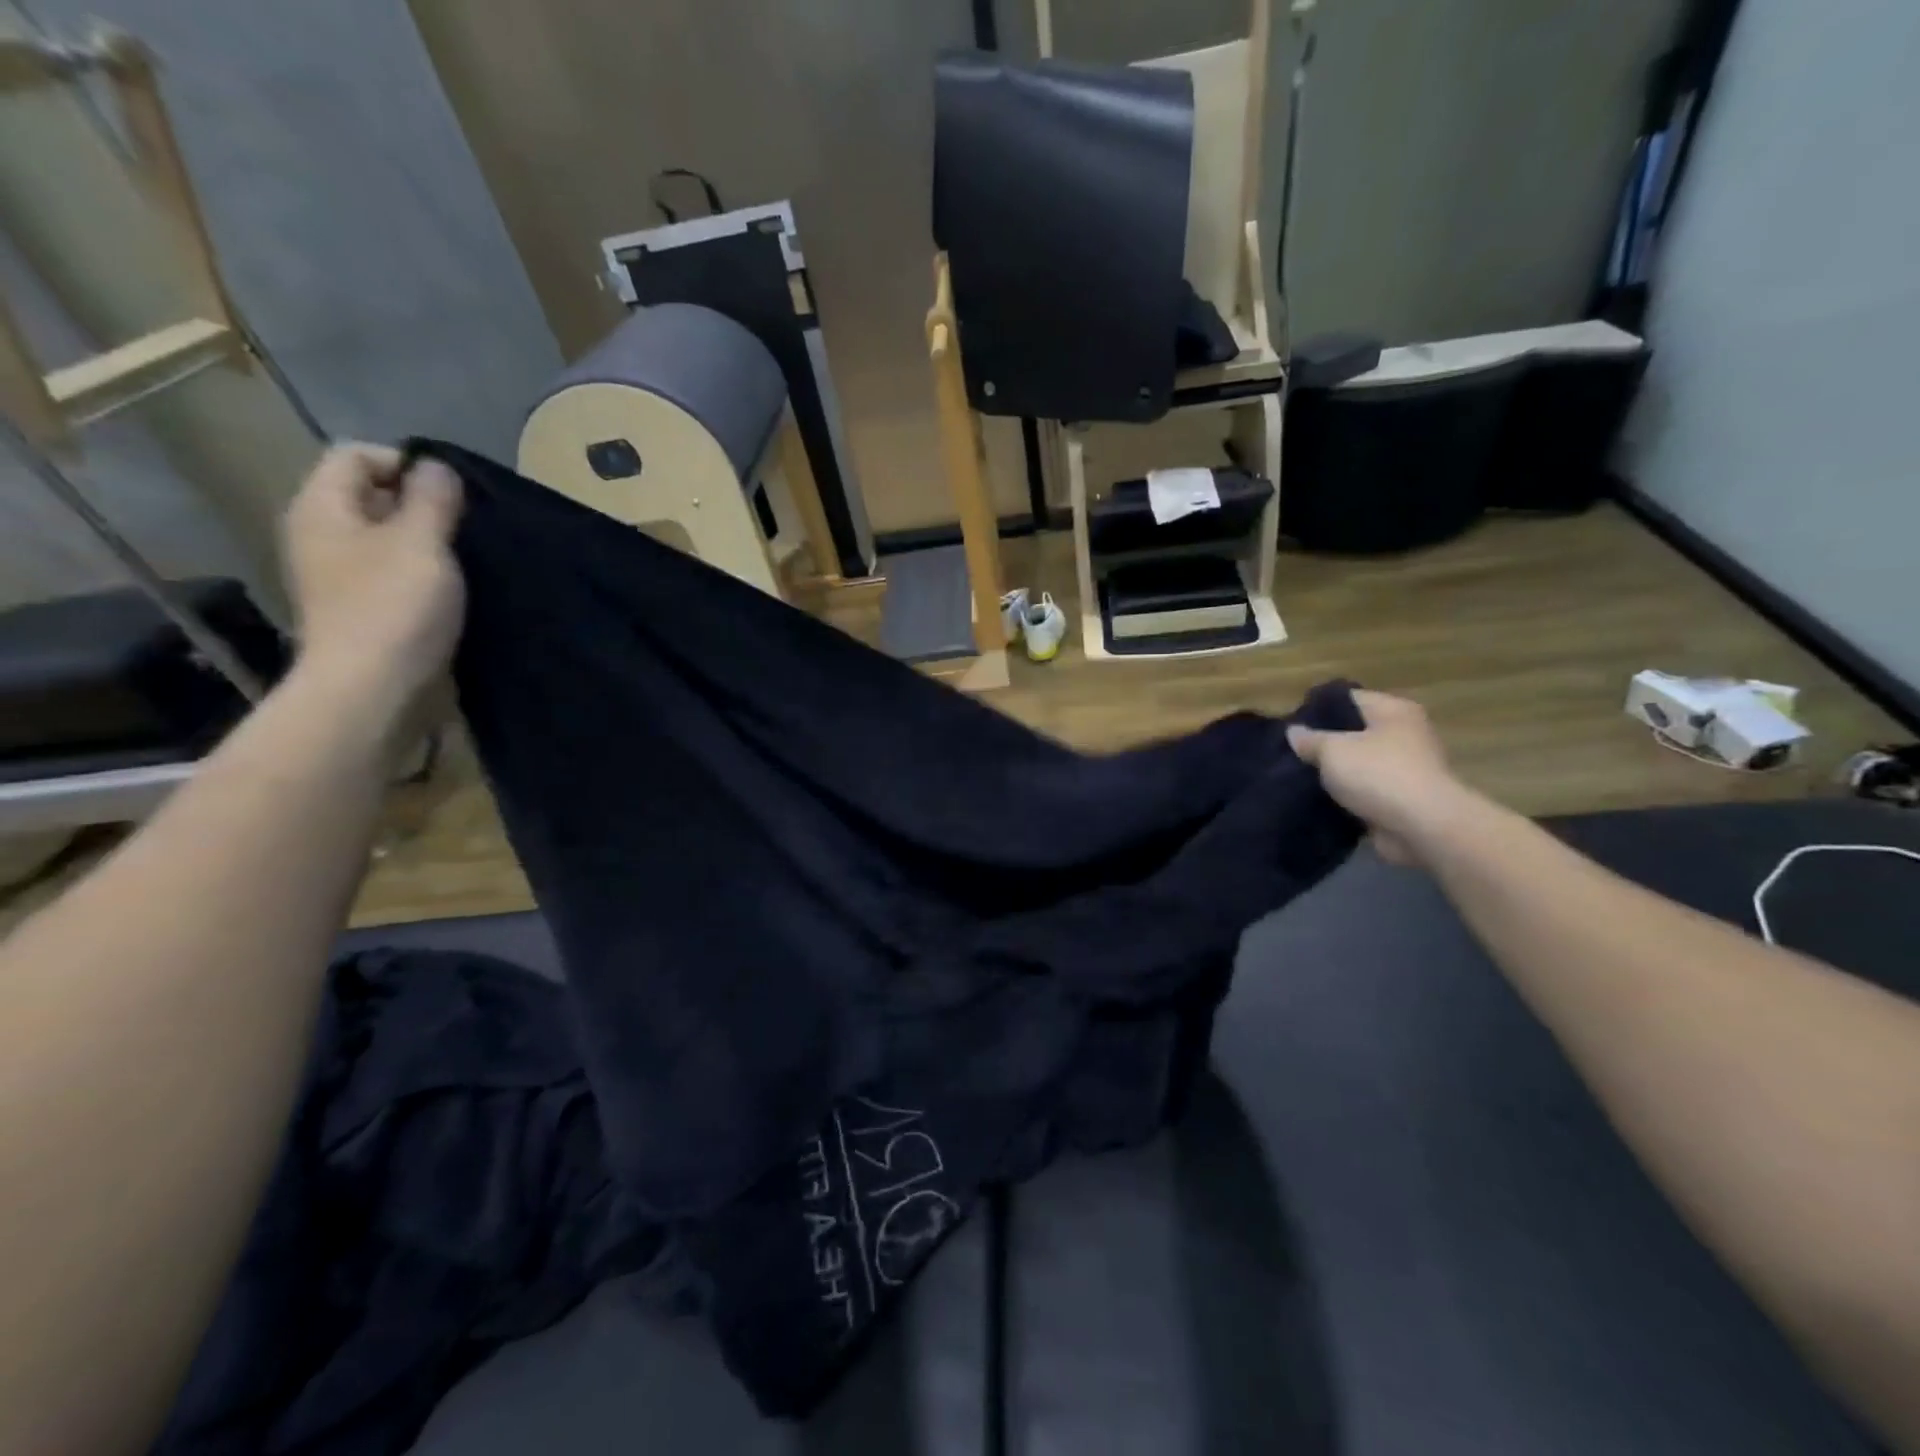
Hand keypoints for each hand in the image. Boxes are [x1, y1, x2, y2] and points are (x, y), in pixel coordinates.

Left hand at [281, 445, 464, 714]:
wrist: (372, 688)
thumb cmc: (395, 606)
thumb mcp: (422, 541)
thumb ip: (432, 498)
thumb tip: (434, 466)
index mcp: (322, 507)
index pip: (356, 455)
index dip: (405, 464)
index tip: (451, 495)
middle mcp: (320, 534)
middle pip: (370, 496)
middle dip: (420, 504)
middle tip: (465, 529)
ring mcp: (336, 575)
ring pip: (385, 537)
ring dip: (426, 542)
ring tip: (465, 560)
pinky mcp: (360, 608)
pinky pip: (391, 572)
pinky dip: (421, 573)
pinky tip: (450, 591)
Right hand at [1287, 690, 1478, 865]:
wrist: (1422, 828)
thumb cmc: (1378, 774)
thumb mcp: (1332, 750)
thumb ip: (1310, 739)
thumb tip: (1293, 732)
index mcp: (1393, 711)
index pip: (1348, 699)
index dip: (1317, 709)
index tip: (1290, 724)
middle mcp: (1405, 734)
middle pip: (1354, 732)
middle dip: (1324, 743)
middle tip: (1291, 752)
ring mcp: (1406, 769)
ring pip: (1359, 764)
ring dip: (1335, 773)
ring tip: (1299, 777)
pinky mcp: (1402, 800)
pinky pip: (1366, 792)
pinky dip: (1347, 796)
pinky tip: (1319, 800)